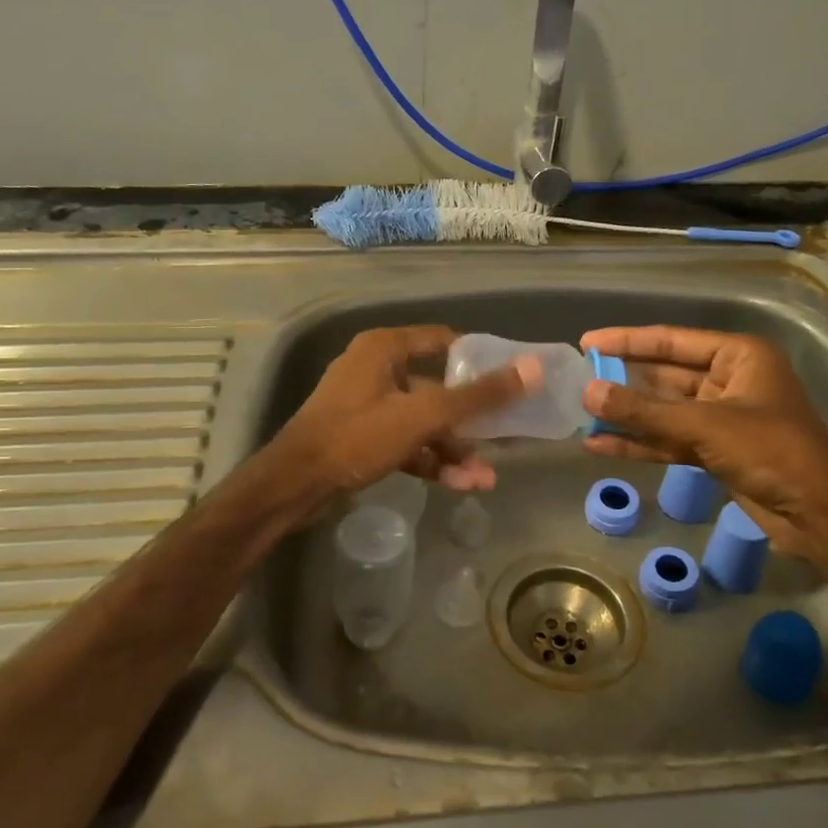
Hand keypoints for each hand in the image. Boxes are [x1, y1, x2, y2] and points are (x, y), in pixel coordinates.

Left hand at [271, 326, 537, 502]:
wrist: (294, 486)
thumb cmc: (357, 436)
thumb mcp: (422, 415)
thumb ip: (478, 395)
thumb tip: (533, 368)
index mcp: (384, 349)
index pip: (443, 342)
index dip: (478, 360)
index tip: (510, 380)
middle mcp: (376, 370)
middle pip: (437, 388)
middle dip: (470, 421)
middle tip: (503, 439)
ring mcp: (367, 406)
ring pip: (423, 422)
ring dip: (453, 449)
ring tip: (484, 479)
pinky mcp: (362, 438)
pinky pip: (406, 442)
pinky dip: (429, 460)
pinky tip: (459, 484)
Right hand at [577, 325, 827, 558]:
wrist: (818, 512)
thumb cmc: (770, 449)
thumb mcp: (703, 425)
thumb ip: (644, 411)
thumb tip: (587, 393)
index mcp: (738, 356)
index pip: (671, 341)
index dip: (627, 341)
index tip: (587, 342)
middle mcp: (728, 380)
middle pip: (664, 376)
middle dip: (623, 381)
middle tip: (577, 380)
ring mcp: (721, 418)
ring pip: (663, 412)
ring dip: (627, 415)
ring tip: (581, 413)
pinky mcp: (714, 451)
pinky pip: (669, 441)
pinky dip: (639, 444)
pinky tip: (599, 446)